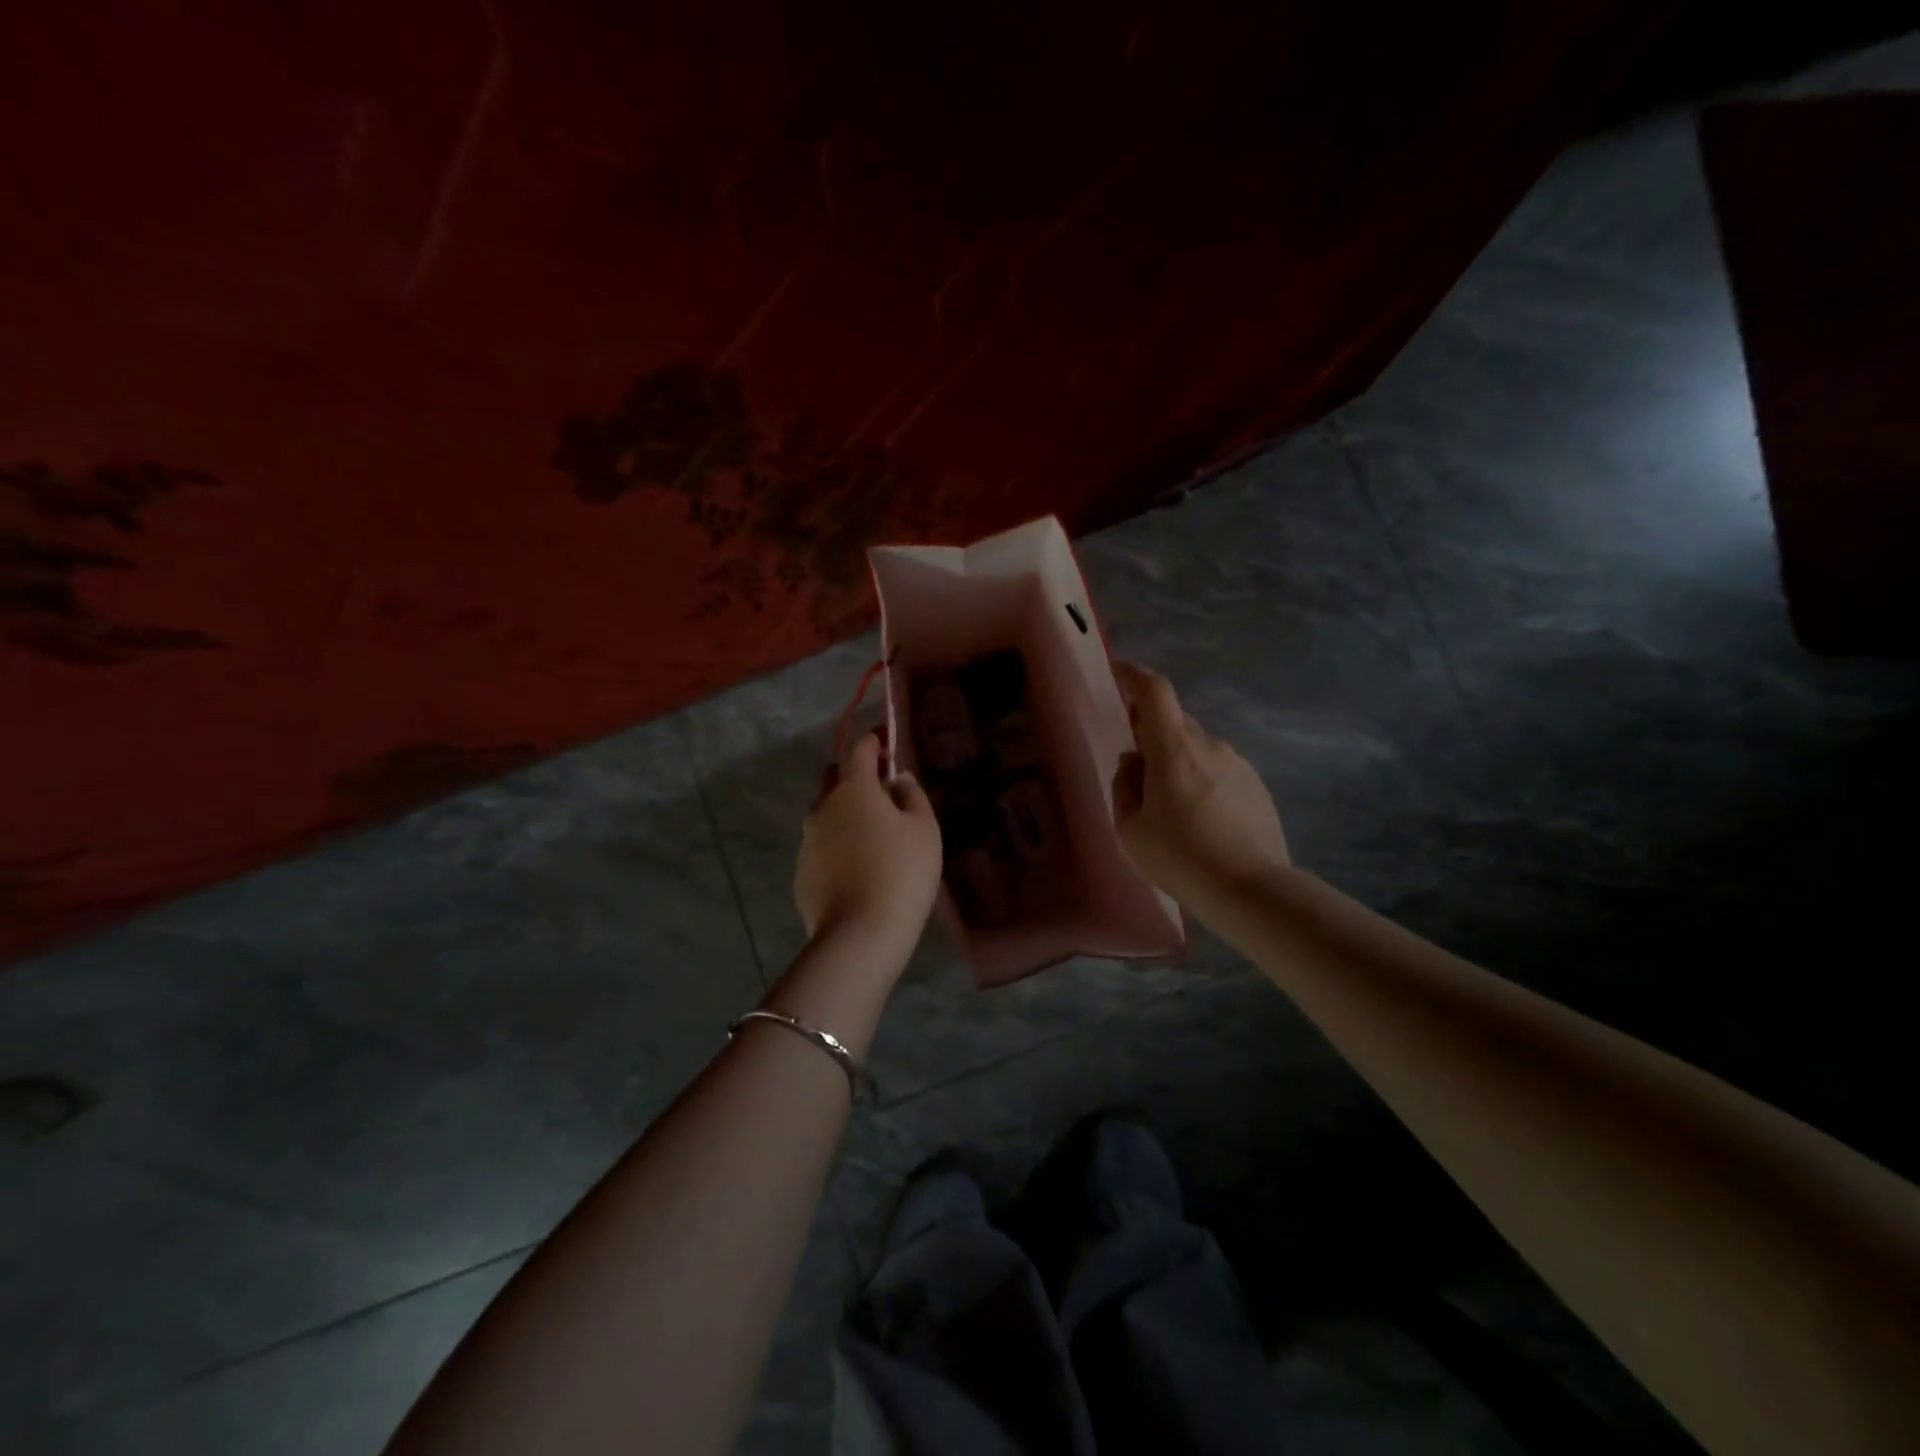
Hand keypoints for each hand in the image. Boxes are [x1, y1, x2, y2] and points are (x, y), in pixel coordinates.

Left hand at [794, 730, 942, 953]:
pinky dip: (838, 846)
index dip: (873, 742)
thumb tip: (898, 778)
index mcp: (853, 789)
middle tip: (882, 794)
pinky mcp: (802, 872)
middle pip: (835, 779)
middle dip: (855, 777)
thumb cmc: (901, 873)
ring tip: (873, 838)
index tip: (886, 744)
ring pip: (826, 814)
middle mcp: (823, 808)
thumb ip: (911, 795)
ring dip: (846, 815)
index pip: (858, 750)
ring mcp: (807, 841)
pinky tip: (858, 870)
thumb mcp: (923, 830)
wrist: (860, 934)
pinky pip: (822, 847)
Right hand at [1111, 661, 1288, 904]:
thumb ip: (1125, 784)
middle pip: (1174, 721)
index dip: (1132, 674)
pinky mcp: (1255, 783)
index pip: (1154, 691)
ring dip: (1177, 760)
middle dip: (1150, 731)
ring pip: (1196, 746)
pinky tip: (1200, 819)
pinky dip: (1201, 779)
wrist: (1251, 889)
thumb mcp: (1130, 828)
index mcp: (1174, 749)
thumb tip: (1134, 762)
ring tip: (1170, 806)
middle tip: (1137, 769)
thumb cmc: (1180, 858)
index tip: (1116, 671)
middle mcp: (1209, 744)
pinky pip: (1218, 767)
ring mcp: (1237, 762)